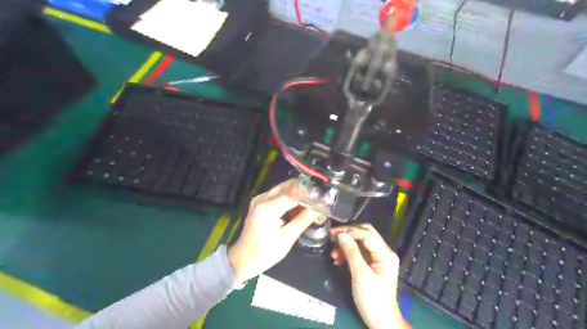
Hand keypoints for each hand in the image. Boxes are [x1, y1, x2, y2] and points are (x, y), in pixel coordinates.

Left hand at [229, 180, 320, 281]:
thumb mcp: (286, 239)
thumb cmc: (264, 253)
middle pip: (287, 186)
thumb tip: (319, 208)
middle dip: (304, 190)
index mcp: (267, 208)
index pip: (292, 194)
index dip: (309, 193)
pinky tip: (299, 206)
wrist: (242, 259)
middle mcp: (262, 199)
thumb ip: (303, 220)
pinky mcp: (259, 203)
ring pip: (283, 188)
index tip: (323, 195)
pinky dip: (289, 197)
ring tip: (312, 202)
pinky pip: (277, 194)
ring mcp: (259, 199)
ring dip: (297, 193)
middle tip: (319, 198)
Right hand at [330, 224, 408, 328]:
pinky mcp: (373, 264)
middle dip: (348, 234)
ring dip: (347, 244)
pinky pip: (360, 252)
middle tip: (333, 237)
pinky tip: (338, 259)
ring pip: (361, 242)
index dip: (349, 231)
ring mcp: (379, 257)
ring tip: (333, 253)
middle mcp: (384, 252)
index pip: (367, 234)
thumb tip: (341, 234)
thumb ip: (351, 252)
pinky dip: (349, 252)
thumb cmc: (372, 299)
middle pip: (365, 234)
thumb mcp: (360, 274)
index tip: (333, 233)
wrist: (381, 321)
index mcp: (385, 254)